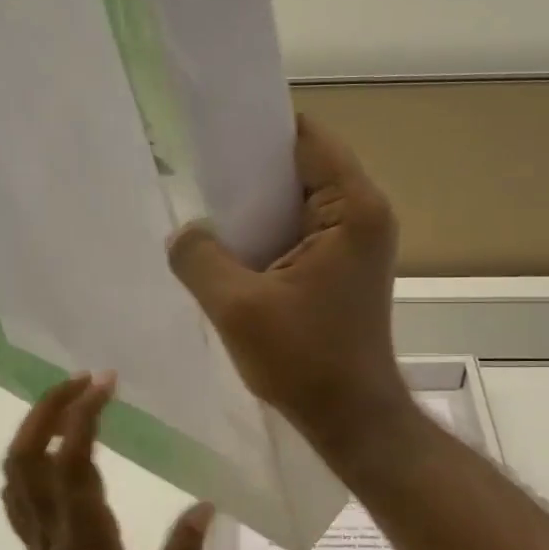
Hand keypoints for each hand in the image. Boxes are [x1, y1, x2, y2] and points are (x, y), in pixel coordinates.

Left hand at [1, 373, 212, 549]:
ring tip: (68, 397)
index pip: (72, 463)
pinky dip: (26, 454)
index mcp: (85, 537)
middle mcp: (52, 526)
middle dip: (49, 407)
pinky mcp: (31, 540)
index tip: (104, 382)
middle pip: (29, 454)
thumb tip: (207, 505)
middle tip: (83, 377)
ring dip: (34, 424)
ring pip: (16, 468)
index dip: (81, 417)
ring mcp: (35, 532)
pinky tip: (49, 444)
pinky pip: (16, 489)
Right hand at [167, 116, 412, 458]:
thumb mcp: (237, 307)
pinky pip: (300, 230)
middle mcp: (364, 213)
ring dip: (256, 206)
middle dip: (250, 170)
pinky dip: (268, 232)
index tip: (209, 132)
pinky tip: (230, 246)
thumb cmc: (305, 361)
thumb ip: (199, 257)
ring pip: (298, 200)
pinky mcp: (344, 266)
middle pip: (301, 165)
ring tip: (205, 208)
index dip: (257, 131)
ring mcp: (357, 241)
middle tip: (194, 171)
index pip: (305, 137)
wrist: (351, 419)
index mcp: (352, 208)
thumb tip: (184, 232)